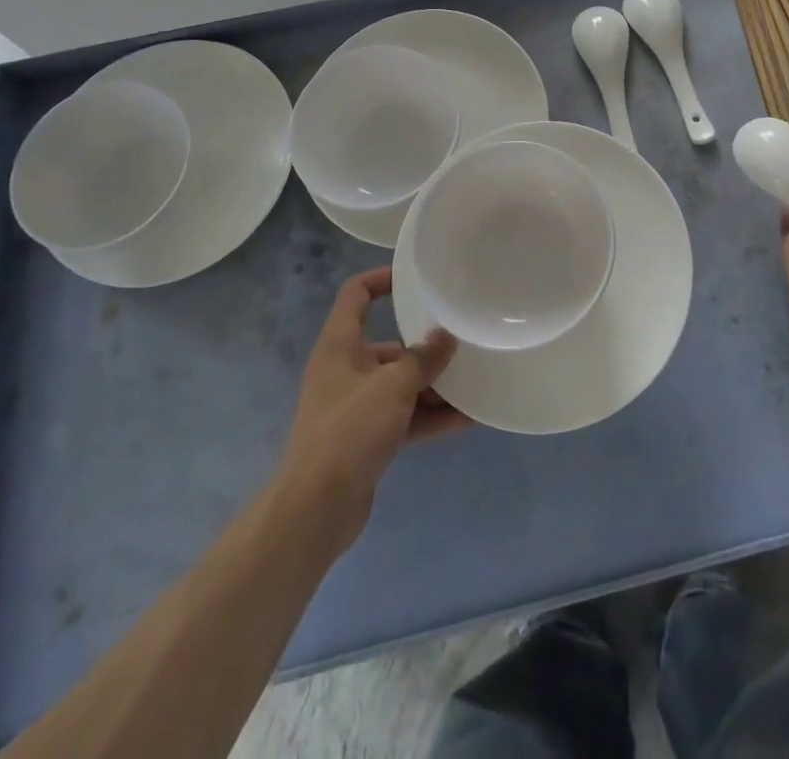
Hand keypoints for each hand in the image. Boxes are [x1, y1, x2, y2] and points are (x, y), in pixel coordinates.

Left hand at [274, 267, 469, 550]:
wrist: (315, 510)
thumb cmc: (349, 432)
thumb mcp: (393, 387)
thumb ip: (423, 358)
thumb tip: (446, 335)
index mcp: (340, 345)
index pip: (357, 294)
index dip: (382, 278)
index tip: (416, 278)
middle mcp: (345, 369)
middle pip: (389, 345)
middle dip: (425, 347)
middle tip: (462, 342)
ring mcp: (355, 406)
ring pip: (400, 384)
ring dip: (433, 385)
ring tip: (473, 381)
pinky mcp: (365, 439)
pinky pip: (403, 416)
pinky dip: (429, 416)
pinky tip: (465, 419)